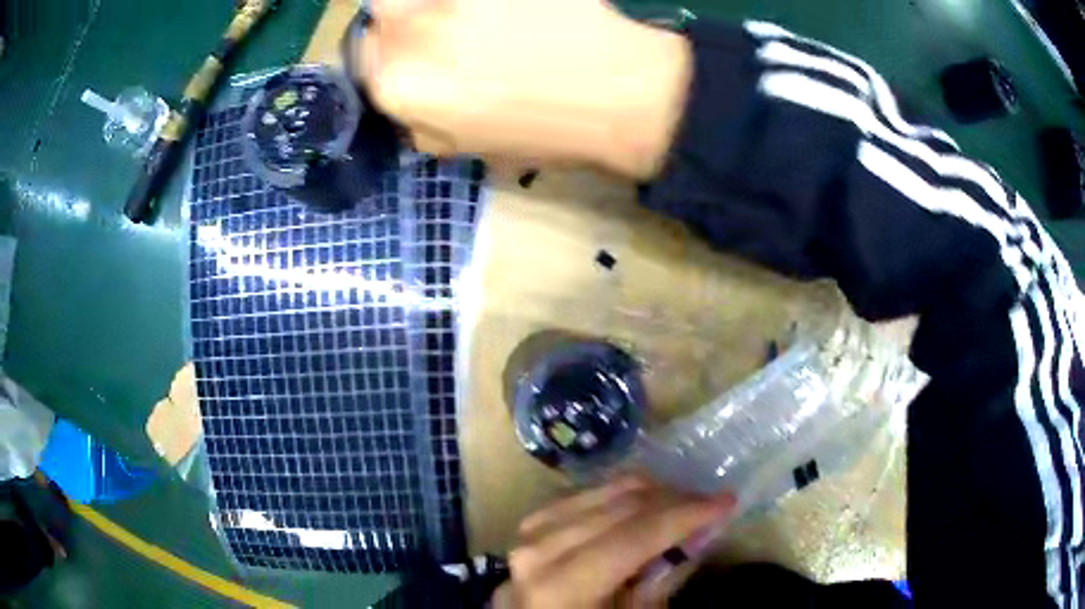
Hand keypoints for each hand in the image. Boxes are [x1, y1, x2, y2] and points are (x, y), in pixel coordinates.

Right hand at [352, 0, 691, 178]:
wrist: (623, 94)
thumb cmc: (548, 132)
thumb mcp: (469, 149)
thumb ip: (421, 125)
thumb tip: (407, 104)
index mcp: (399, 86)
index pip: (361, 55)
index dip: (383, 50)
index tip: (408, 48)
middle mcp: (412, 31)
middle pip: (382, 8)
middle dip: (401, 19)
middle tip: (443, 27)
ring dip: (435, 7)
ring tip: (479, 23)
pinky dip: (480, 3)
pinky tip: (510, 15)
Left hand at [492, 476, 734, 608]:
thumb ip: (662, 580)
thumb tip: (697, 532)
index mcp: (560, 588)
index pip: (633, 538)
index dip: (685, 515)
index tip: (726, 501)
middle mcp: (536, 553)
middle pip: (616, 510)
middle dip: (671, 500)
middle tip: (709, 501)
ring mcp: (525, 537)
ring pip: (596, 494)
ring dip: (645, 493)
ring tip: (680, 500)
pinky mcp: (527, 530)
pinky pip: (576, 498)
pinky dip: (612, 495)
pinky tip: (636, 501)